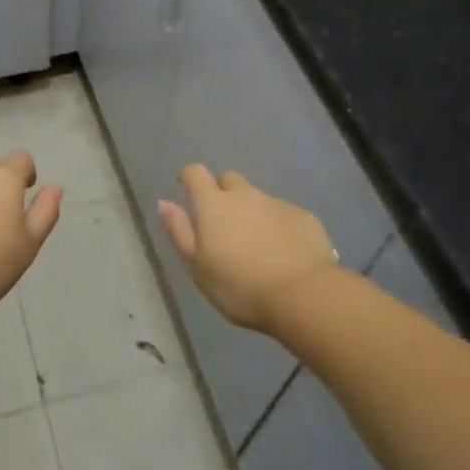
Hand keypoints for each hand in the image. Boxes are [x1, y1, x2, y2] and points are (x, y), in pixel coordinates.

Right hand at [158, 165, 337, 331]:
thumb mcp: (197, 266)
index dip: (189, 178)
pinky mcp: (304, 217)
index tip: (187, 191)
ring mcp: (277, 203)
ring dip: (252, 213)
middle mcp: (245, 195)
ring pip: (258, 199)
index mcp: (214, 204)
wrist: (304, 296)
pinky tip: (284, 253)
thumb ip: (179, 231)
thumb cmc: (240, 286)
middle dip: (223, 193)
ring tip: (256, 246)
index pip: (196, 173)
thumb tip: (164, 202)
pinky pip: (284, 214)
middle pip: (229, 180)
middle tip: (224, 224)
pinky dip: (278, 227)